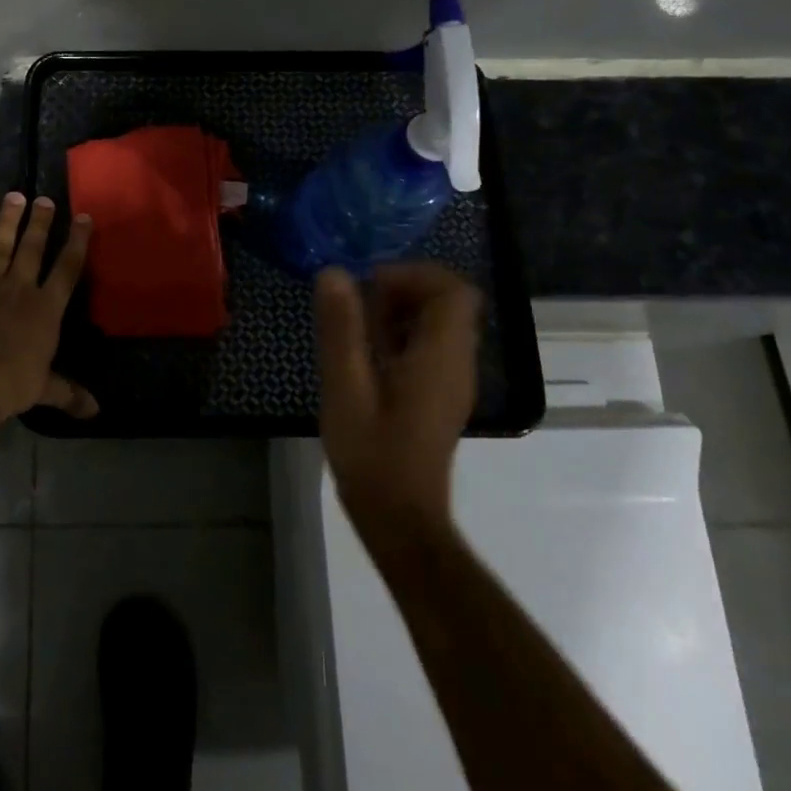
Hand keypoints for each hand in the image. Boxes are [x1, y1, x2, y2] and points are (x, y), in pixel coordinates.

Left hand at [0, 193, 96, 422]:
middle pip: (33, 247)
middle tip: (45, 199)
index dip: (77, 241)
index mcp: (46, 309)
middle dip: (40, 222)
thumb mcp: (42, 389)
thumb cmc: (9, 385)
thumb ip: (68, 393)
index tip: (84, 218)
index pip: (68, 268)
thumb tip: (96, 411)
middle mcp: (19, 288)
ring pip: (0, 244)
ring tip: (14, 196)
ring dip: (7, 220)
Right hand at [314, 263, 479, 554]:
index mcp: (440, 356)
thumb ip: (341, 328)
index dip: (412, 275)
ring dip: (399, 314)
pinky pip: (430, 347)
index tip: (369, 286)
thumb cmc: (371, 453)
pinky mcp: (439, 396)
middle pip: (447, 302)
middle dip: (402, 291)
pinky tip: (365, 358)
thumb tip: (334, 273)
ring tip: (355, 332)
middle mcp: (456, 363)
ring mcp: (451, 381)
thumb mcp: (345, 386)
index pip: (452, 290)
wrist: (399, 518)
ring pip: (438, 324)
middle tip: (357, 307)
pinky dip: (401, 337)